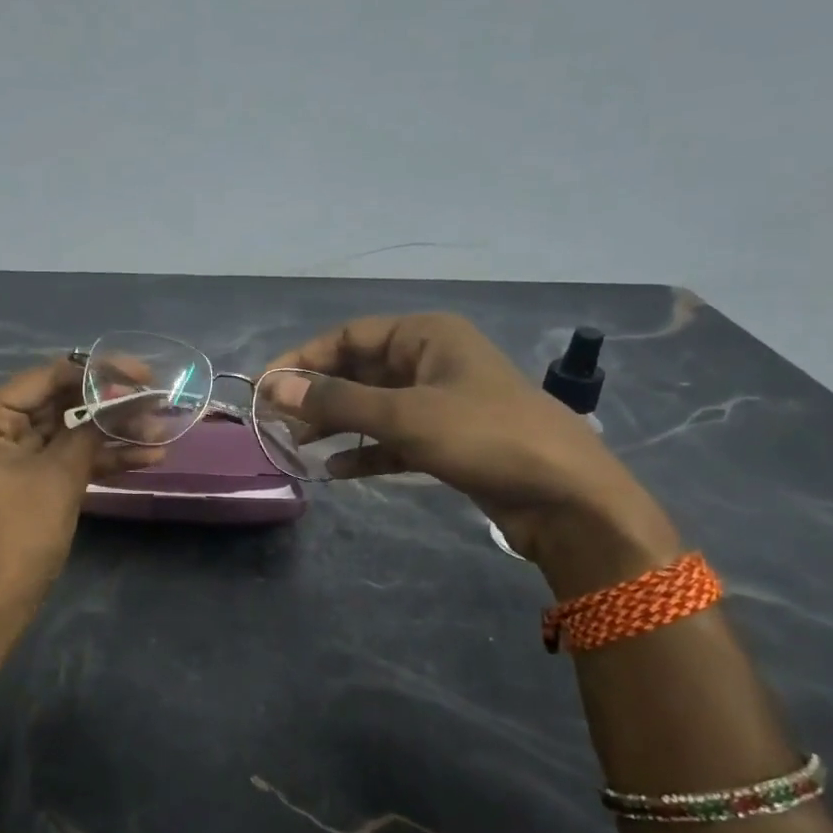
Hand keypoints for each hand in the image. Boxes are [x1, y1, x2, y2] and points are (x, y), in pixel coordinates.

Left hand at [0, 360, 162, 617]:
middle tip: (159, 400)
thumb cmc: (18, 533)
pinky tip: (148, 457)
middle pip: (64, 402)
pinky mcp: (35, 480)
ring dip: (116, 434)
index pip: (49, 377)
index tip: (143, 374)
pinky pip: (71, 458)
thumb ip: (90, 430)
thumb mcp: (59, 475)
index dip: (98, 374)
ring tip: (164, 431)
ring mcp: (17, 455)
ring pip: (73, 432)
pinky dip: (104, 459)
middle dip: (112, 406)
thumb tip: (124, 397)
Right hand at [265, 314, 677, 579]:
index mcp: (426, 336)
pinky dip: (364, 450)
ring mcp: (439, 402)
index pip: (349, 336)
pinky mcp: (445, 440)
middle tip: (276, 422)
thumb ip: (337, 401)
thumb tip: (274, 387)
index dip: (304, 358)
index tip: (266, 387)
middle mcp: (430, 361)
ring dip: (335, 423)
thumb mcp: (405, 415)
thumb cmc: (485, 436)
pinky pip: (392, 438)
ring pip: (372, 406)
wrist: (565, 496)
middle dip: (317, 395)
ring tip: (296, 445)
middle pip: (358, 370)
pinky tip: (334, 469)